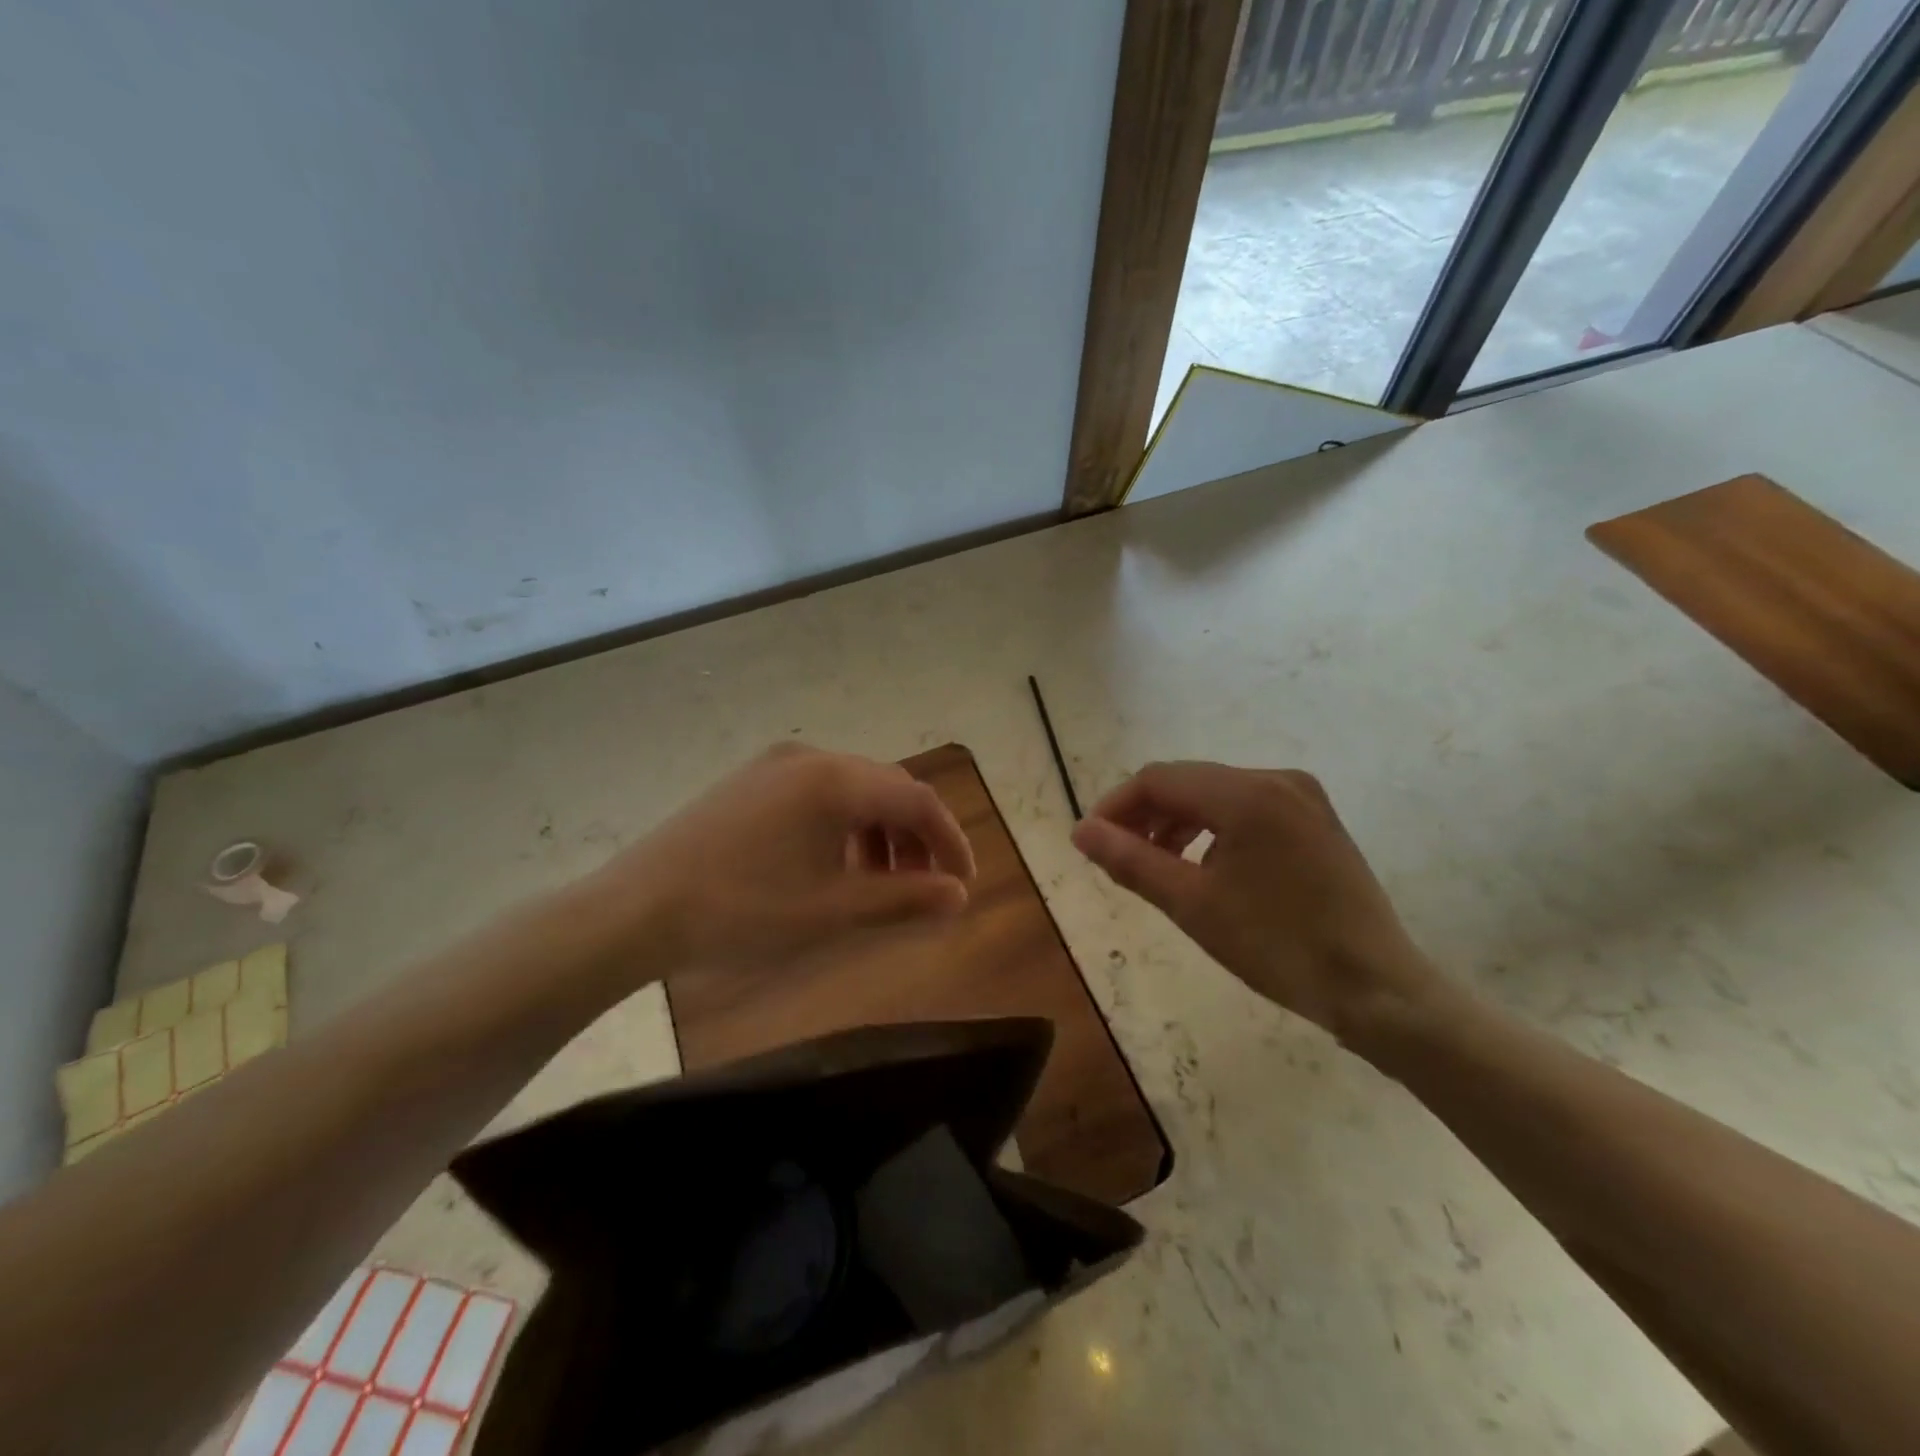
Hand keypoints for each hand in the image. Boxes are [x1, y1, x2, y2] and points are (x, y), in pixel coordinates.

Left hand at [593, 743, 975, 975]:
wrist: (636, 908)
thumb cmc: (742, 910)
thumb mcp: (832, 911)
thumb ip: (904, 898)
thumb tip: (960, 896)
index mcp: (836, 780)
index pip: (917, 799)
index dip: (949, 840)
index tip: (963, 882)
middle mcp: (811, 757)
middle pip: (886, 789)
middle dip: (914, 837)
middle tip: (924, 887)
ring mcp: (775, 764)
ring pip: (852, 790)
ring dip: (878, 831)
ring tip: (878, 882)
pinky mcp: (750, 780)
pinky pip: (817, 793)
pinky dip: (842, 824)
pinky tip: (831, 864)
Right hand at [1070, 761, 1439, 1039]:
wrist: (1375, 987)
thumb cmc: (1276, 946)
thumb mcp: (1191, 904)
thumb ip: (1130, 860)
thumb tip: (1080, 831)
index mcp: (1246, 795)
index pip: (1158, 779)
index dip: (1116, 806)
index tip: (1091, 841)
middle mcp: (1276, 779)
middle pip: (1188, 781)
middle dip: (1146, 814)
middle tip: (1118, 856)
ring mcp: (1302, 797)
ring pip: (1216, 793)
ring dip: (1178, 821)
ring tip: (1156, 864)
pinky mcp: (1315, 819)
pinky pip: (1247, 808)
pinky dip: (1213, 828)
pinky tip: (1204, 866)